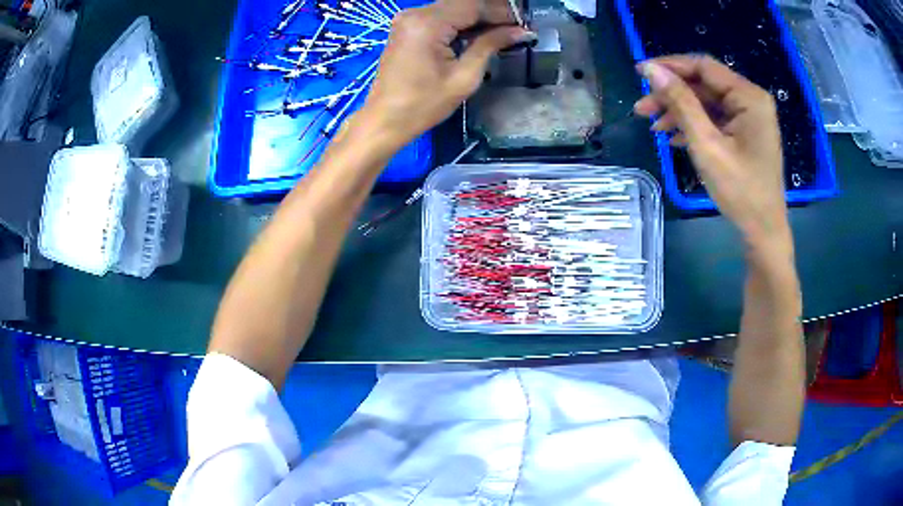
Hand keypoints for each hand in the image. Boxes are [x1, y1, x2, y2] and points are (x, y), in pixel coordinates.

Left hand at [359, 0, 530, 148]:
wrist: (385, 120)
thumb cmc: (424, 105)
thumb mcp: (464, 76)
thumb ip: (490, 45)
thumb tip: (520, 31)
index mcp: (427, 23)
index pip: (473, 5)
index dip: (501, 12)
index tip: (523, 23)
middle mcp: (415, 14)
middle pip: (462, 3)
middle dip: (491, 13)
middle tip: (515, 28)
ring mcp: (407, 19)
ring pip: (452, 8)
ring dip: (476, 17)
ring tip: (501, 31)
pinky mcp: (406, 27)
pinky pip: (439, 17)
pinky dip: (459, 22)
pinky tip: (477, 33)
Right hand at [633, 55, 790, 251]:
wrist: (763, 232)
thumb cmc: (740, 191)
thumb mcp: (707, 145)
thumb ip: (681, 103)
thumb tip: (652, 71)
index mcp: (748, 97)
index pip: (703, 67)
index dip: (670, 66)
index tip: (640, 72)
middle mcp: (751, 100)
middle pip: (704, 85)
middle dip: (672, 94)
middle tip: (641, 108)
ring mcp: (749, 118)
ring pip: (707, 102)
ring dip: (680, 111)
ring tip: (653, 127)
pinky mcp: (745, 133)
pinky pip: (715, 119)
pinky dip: (694, 125)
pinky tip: (674, 138)